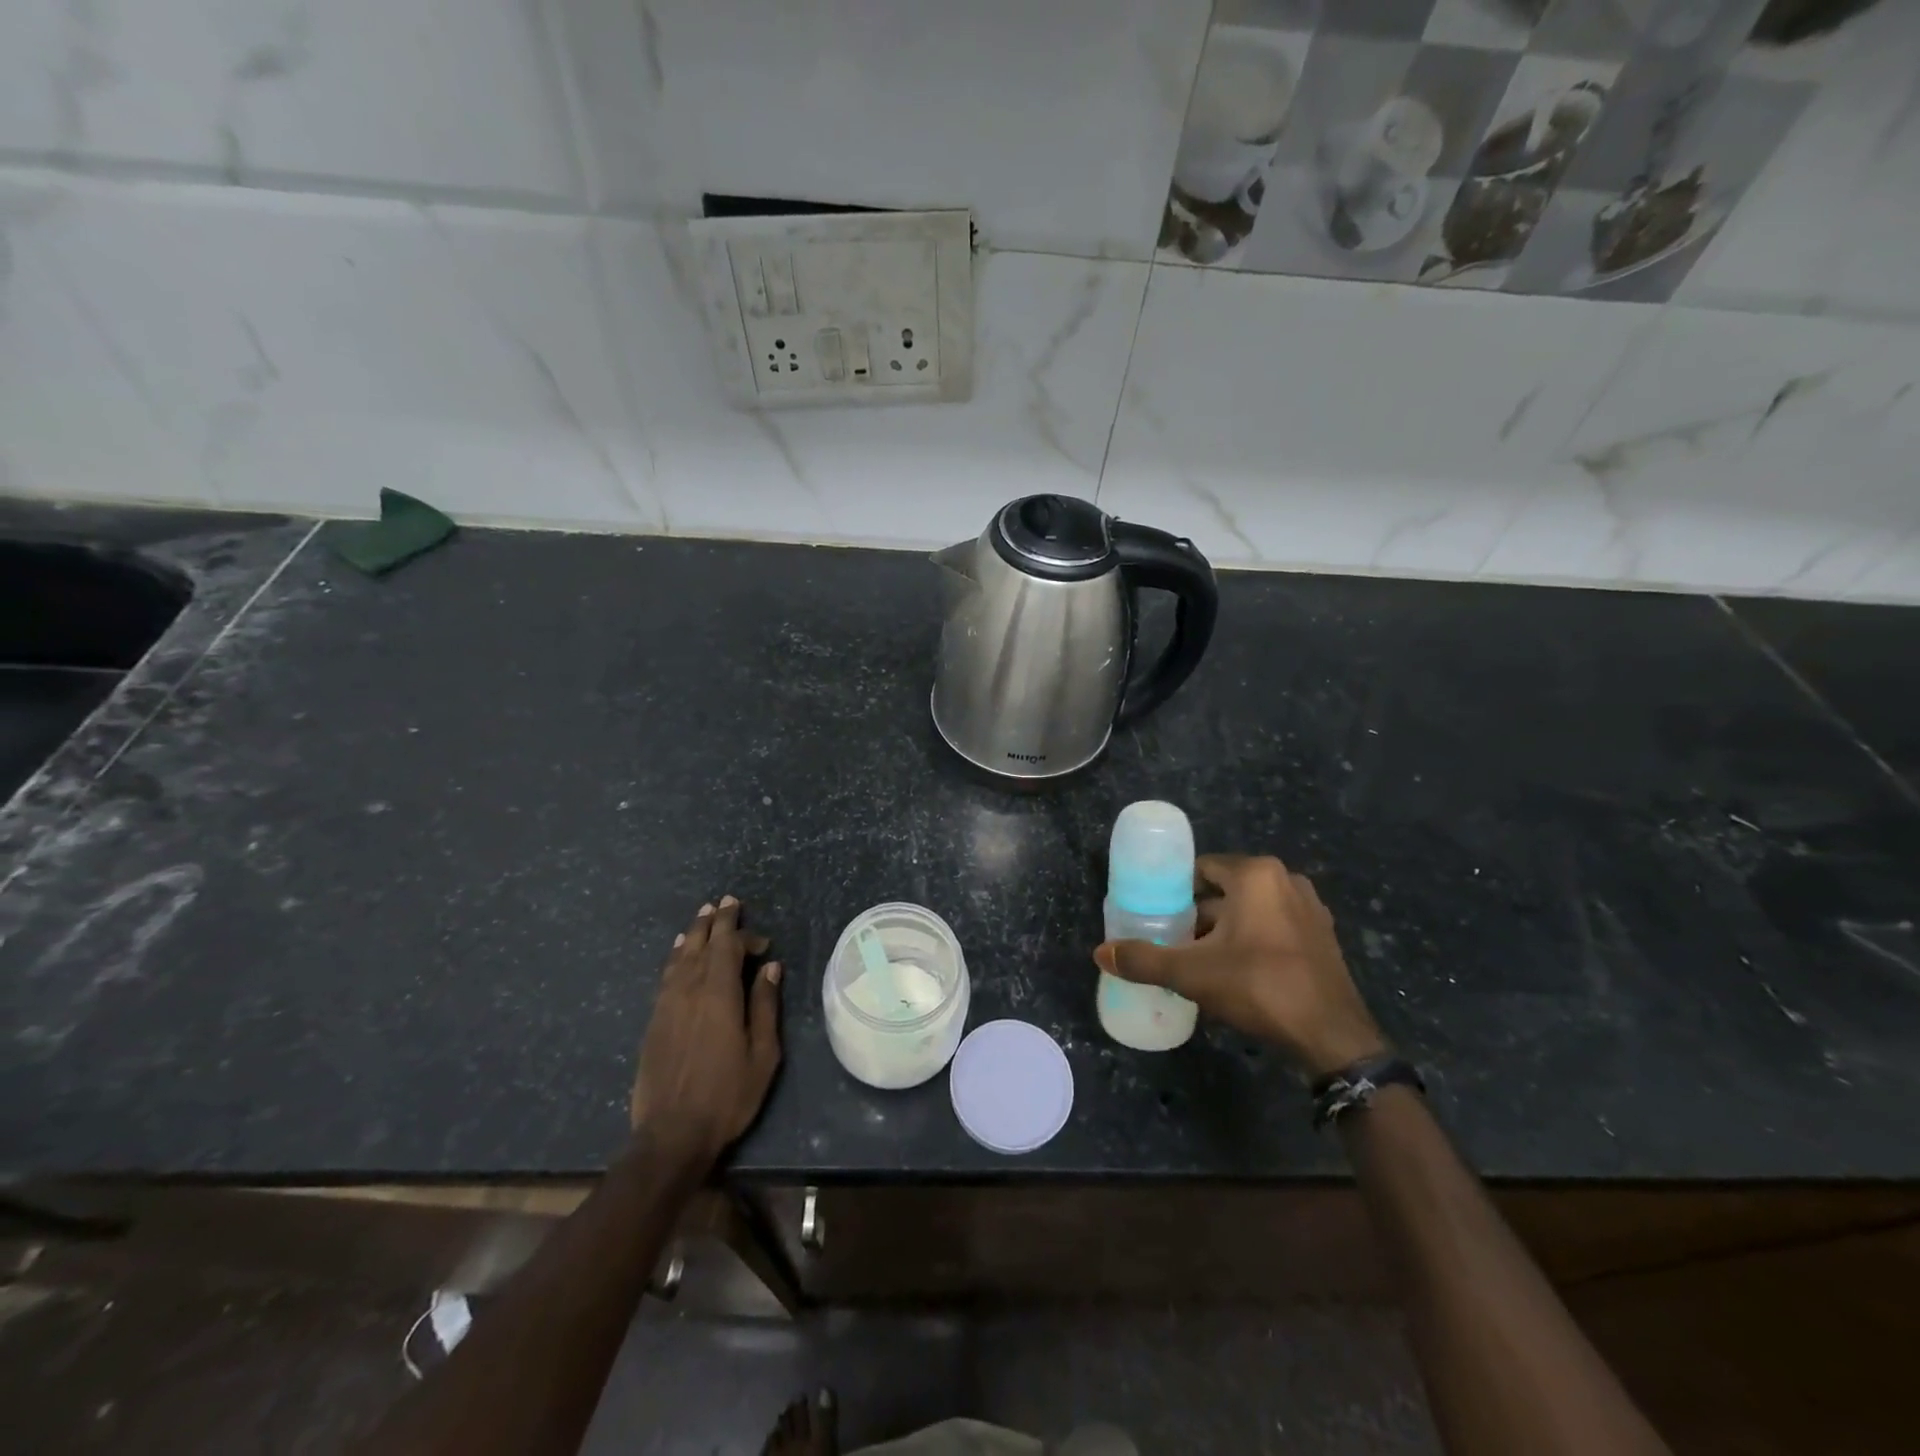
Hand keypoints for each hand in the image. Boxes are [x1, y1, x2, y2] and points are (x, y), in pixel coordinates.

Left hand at [630, 896, 782, 1166]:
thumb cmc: (728, 1094)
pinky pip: (666, 975)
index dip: (745, 935)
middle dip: (716, 921)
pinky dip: (676, 956)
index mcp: (719, 994)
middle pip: (703, 944)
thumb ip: (765, 1005)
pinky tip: (679, 951)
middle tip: (725, 901)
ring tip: (703, 916)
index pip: (729, 947)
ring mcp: (667, 1004)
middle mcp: (689, 990)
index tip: (763, 941)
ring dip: (695, 933)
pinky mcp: (654, 1020)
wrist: (671, 1134)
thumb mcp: (762, 1053)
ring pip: (681, 956)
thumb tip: (770, 967)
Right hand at [1094, 854, 1386, 1077]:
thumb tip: (1100, 953)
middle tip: (1171, 938)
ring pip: (1250, 909)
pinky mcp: (1322, 936)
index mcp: (1255, 875)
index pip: (1201, 868)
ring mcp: (1309, 908)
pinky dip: (1252, 939)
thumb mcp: (1192, 974)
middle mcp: (1285, 880)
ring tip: (1198, 957)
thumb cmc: (1259, 987)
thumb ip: (1144, 960)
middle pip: (1225, 889)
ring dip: (1224, 928)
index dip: (1174, 888)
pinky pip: (1273, 926)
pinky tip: (1235, 970)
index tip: (1155, 911)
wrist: (1332, 1036)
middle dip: (1197, 913)